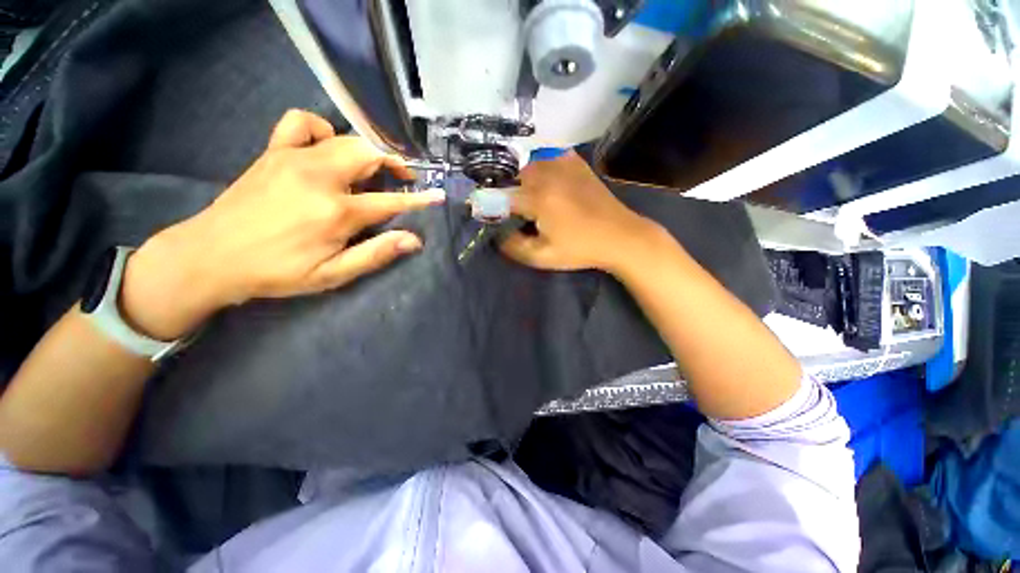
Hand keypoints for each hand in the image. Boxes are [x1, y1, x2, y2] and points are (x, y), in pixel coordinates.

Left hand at [120, 110, 444, 339]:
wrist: (212, 255)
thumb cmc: (277, 271)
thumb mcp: (332, 274)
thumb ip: (375, 254)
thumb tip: (413, 240)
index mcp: (336, 211)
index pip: (391, 201)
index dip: (419, 199)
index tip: (438, 196)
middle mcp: (319, 177)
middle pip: (370, 155)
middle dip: (394, 164)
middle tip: (403, 178)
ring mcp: (294, 158)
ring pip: (345, 139)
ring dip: (366, 151)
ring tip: (371, 169)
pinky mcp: (274, 152)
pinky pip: (302, 123)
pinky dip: (322, 130)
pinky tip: (325, 149)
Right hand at [501, 151, 660, 272]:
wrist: (620, 235)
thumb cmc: (580, 249)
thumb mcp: (543, 257)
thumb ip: (514, 246)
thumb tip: (497, 234)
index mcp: (538, 198)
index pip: (501, 196)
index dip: (491, 206)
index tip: (488, 215)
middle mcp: (547, 174)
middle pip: (513, 177)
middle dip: (509, 193)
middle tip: (515, 212)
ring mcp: (563, 164)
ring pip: (529, 166)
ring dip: (524, 181)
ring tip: (532, 199)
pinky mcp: (576, 163)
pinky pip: (549, 159)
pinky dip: (542, 169)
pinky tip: (549, 184)